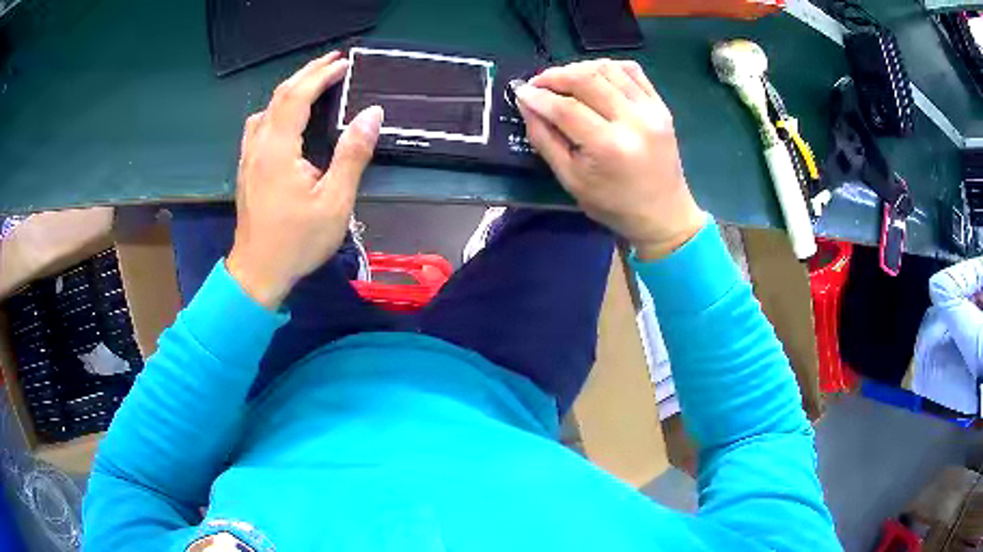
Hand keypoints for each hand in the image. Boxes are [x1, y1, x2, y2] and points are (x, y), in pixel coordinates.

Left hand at [227, 51, 383, 307]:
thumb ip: (352, 155)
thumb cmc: (297, 241)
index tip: (345, 64)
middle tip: (333, 61)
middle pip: (280, 95)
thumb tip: (372, 115)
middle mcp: (259, 145)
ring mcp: (249, 156)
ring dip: (290, 88)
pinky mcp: (247, 167)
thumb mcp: (335, 202)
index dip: (321, 76)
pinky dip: (276, 107)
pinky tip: (286, 115)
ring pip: (266, 108)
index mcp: (279, 149)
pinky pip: (259, 124)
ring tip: (312, 81)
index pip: (298, 97)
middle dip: (307, 73)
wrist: (258, 272)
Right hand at [515, 59, 704, 259]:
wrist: (663, 214)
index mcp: (608, 147)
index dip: (538, 96)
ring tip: (563, 80)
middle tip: (538, 84)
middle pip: (586, 79)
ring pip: (608, 68)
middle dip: (554, 76)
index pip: (565, 108)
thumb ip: (544, 138)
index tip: (520, 92)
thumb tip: (526, 103)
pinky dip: (607, 67)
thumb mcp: (570, 179)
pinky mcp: (661, 105)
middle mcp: (633, 121)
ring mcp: (652, 110)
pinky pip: (631, 70)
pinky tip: (593, 77)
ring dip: (578, 68)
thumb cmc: (613, 204)